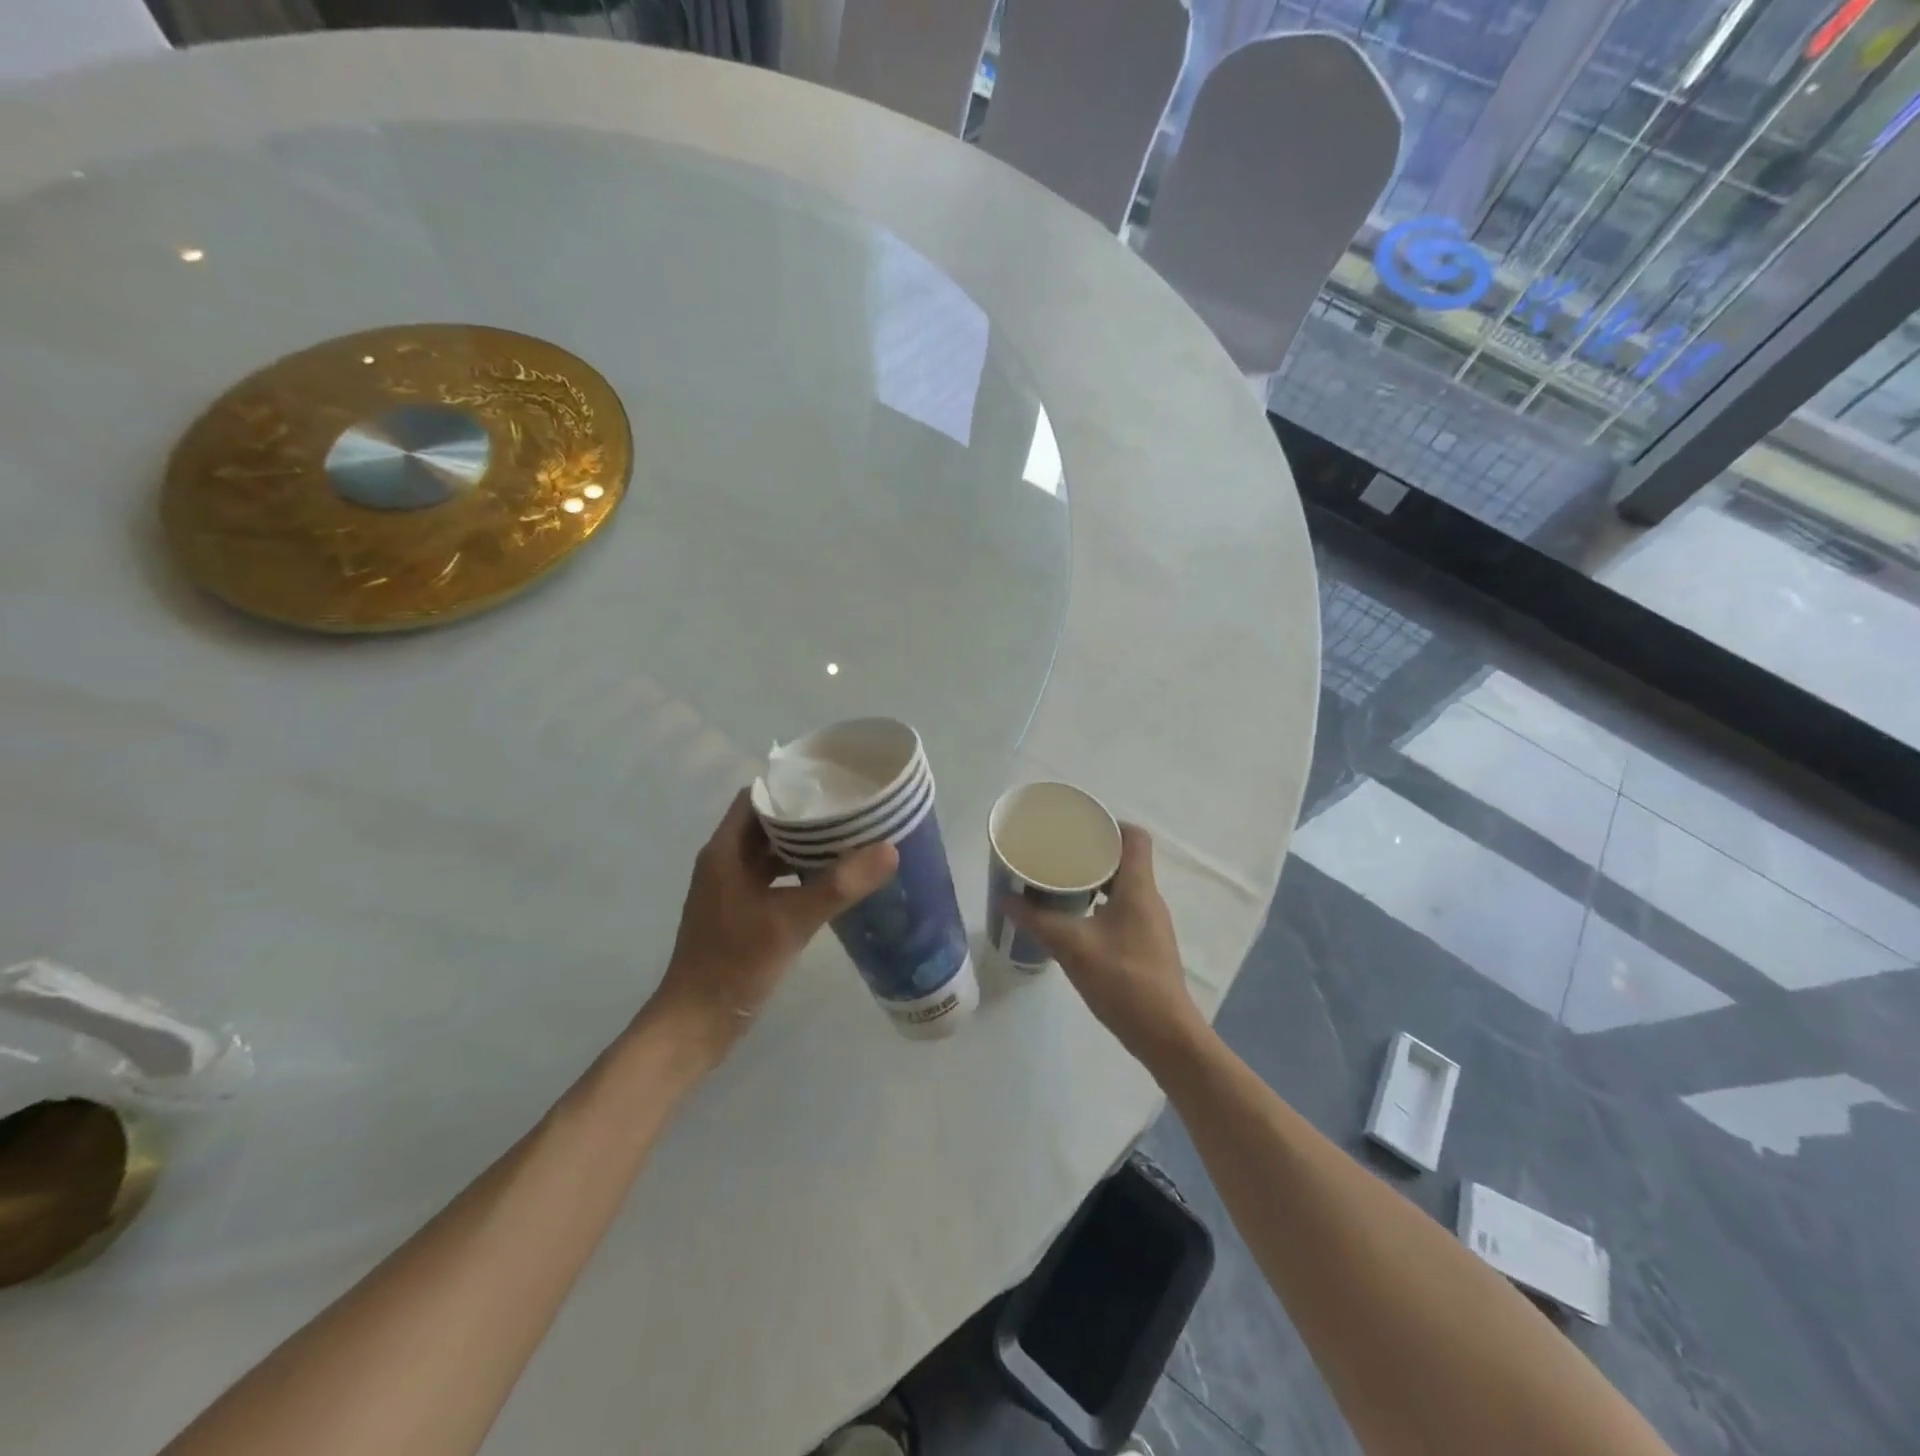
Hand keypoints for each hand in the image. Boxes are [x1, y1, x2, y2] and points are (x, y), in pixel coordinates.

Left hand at [644, 790, 898, 1066]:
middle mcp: (724, 862)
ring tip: (849, 841)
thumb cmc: (734, 964)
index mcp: (725, 851)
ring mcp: (731, 890)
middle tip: (852, 812)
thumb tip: (889, 849)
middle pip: (767, 824)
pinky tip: (831, 883)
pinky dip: (799, 875)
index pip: (757, 798)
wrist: (695, 1025)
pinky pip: (773, 881)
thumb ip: (839, 885)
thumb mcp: (791, 921)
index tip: (832, 784)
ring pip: (771, 854)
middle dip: (807, 817)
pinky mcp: (740, 914)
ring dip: (804, 847)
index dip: (792, 787)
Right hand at [1007, 824, 1204, 1068]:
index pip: (1135, 838)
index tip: (1077, 829)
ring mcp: (1150, 923)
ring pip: (1122, 886)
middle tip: (1057, 855)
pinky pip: (1122, 909)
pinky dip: (1099, 904)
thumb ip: (1038, 921)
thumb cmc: (1123, 981)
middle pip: (1125, 859)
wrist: (1164, 1034)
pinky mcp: (1146, 944)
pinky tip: (1075, 919)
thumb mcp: (1073, 947)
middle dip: (1092, 853)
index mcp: (1138, 888)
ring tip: (1060, 883)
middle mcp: (1148, 898)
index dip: (1109, 825)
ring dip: (1094, 880)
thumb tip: (1006, 899)